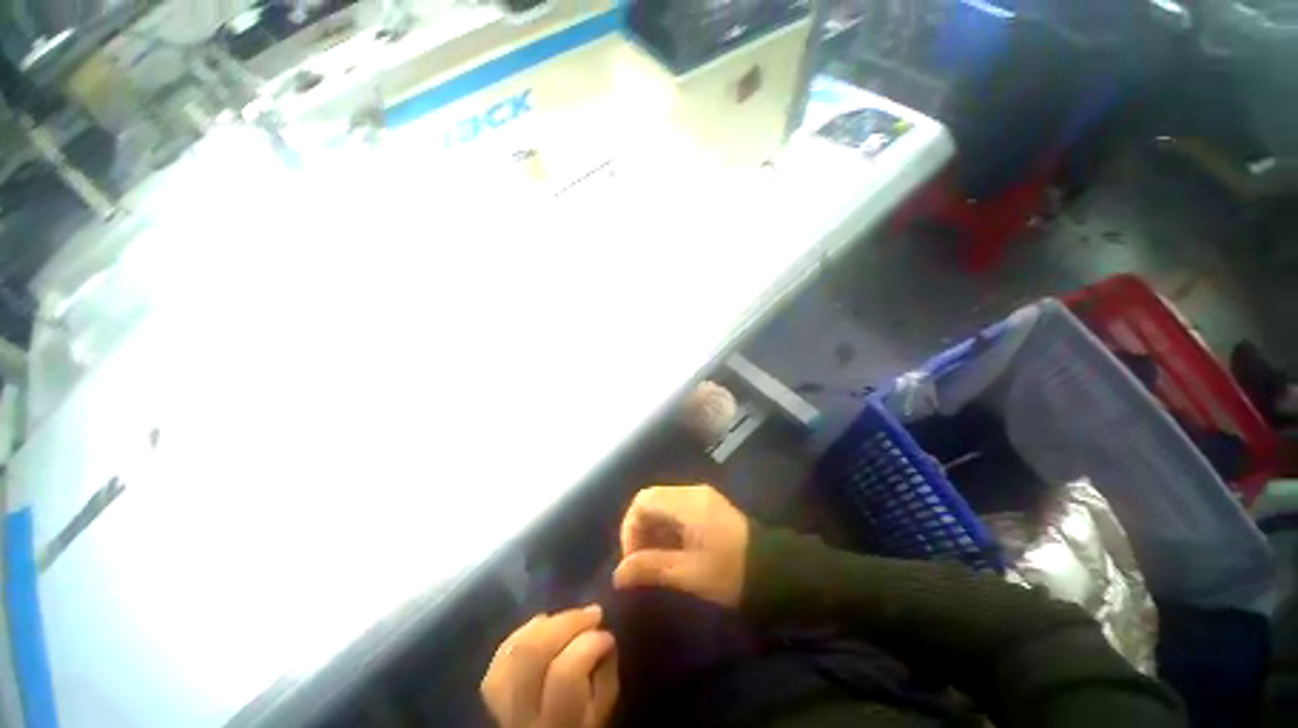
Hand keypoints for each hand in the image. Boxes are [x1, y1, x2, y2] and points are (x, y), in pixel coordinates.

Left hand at [481, 606, 618, 727]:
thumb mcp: (603, 708)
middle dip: (567, 622)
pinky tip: (545, 625)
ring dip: (548, 623)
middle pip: (533, 652)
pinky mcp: (491, 686)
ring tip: (571, 619)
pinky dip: (527, 629)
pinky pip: (503, 649)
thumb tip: (604, 634)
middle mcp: (521, 714)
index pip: (565, 674)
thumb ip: (605, 672)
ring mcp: (500, 699)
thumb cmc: (581, 721)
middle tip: (592, 613)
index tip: (606, 634)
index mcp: (558, 723)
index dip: (589, 645)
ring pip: (514, 647)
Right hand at [613, 485, 749, 607]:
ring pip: (663, 503)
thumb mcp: (689, 574)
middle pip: (651, 499)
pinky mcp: (708, 505)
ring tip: (654, 559)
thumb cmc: (731, 572)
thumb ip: (652, 568)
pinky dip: (666, 527)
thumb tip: (618, 573)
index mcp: (687, 503)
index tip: (632, 558)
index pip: (643, 500)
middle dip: (639, 528)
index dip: (630, 527)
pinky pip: (676, 508)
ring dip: (652, 528)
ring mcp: (702, 496)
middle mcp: (692, 491)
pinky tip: (671, 550)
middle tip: (641, 562)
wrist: (775, 570)